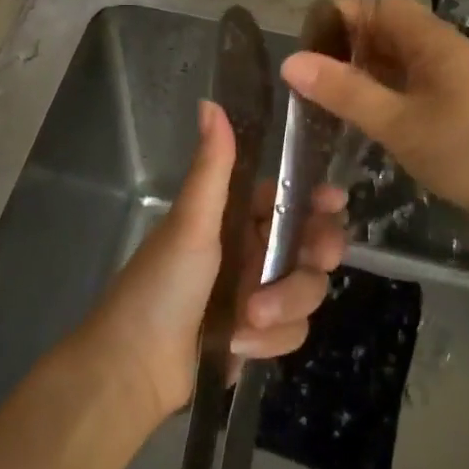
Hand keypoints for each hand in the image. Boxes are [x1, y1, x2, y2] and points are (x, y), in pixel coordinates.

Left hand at [74, 99, 347, 424]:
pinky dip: (268, 340)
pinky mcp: (260, 335)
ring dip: (284, 305)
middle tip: (316, 260)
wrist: (134, 366)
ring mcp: (258, 294)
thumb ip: (212, 167)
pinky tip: (236, 345)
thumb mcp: (191, 223)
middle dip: (313, 257)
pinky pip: (293, 331)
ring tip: (249, 319)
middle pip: (312, 245)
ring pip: (307, 291)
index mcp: (235, 219)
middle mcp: (251, 251)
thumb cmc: (161, 285)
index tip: (333, 203)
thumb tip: (211, 102)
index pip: (289, 198)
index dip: (316, 199)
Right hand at [281, 0, 468, 225]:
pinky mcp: (454, 106)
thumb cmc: (467, 152)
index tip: (305, 45)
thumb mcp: (397, 122)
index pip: (378, 1)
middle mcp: (441, 50)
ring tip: (323, 99)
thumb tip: (291, 61)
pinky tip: (359, 119)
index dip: (339, 13)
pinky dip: (380, 93)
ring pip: (395, 60)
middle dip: (344, 46)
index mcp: (431, 40)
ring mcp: (450, 78)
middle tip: (307, 78)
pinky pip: (407, 85)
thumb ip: (345, 92)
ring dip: (360, 72)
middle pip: (384, 29)